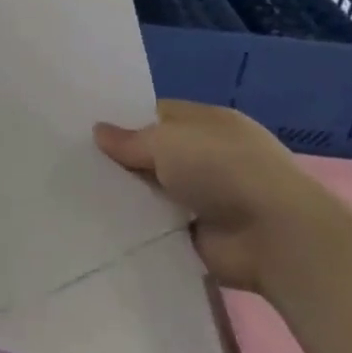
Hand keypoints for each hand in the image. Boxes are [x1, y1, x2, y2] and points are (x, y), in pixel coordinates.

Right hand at [94, 101, 332, 291]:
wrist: (276, 237)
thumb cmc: (223, 169)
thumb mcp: (166, 140)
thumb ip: (129, 139)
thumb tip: (98, 132)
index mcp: (209, 123)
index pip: (158, 114)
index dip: (125, 120)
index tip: (88, 130)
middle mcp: (210, 157)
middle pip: (154, 154)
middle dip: (122, 160)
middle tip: (75, 162)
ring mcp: (207, 198)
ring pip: (154, 191)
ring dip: (129, 196)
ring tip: (80, 193)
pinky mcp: (201, 235)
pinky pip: (159, 225)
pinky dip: (140, 226)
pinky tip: (102, 223)